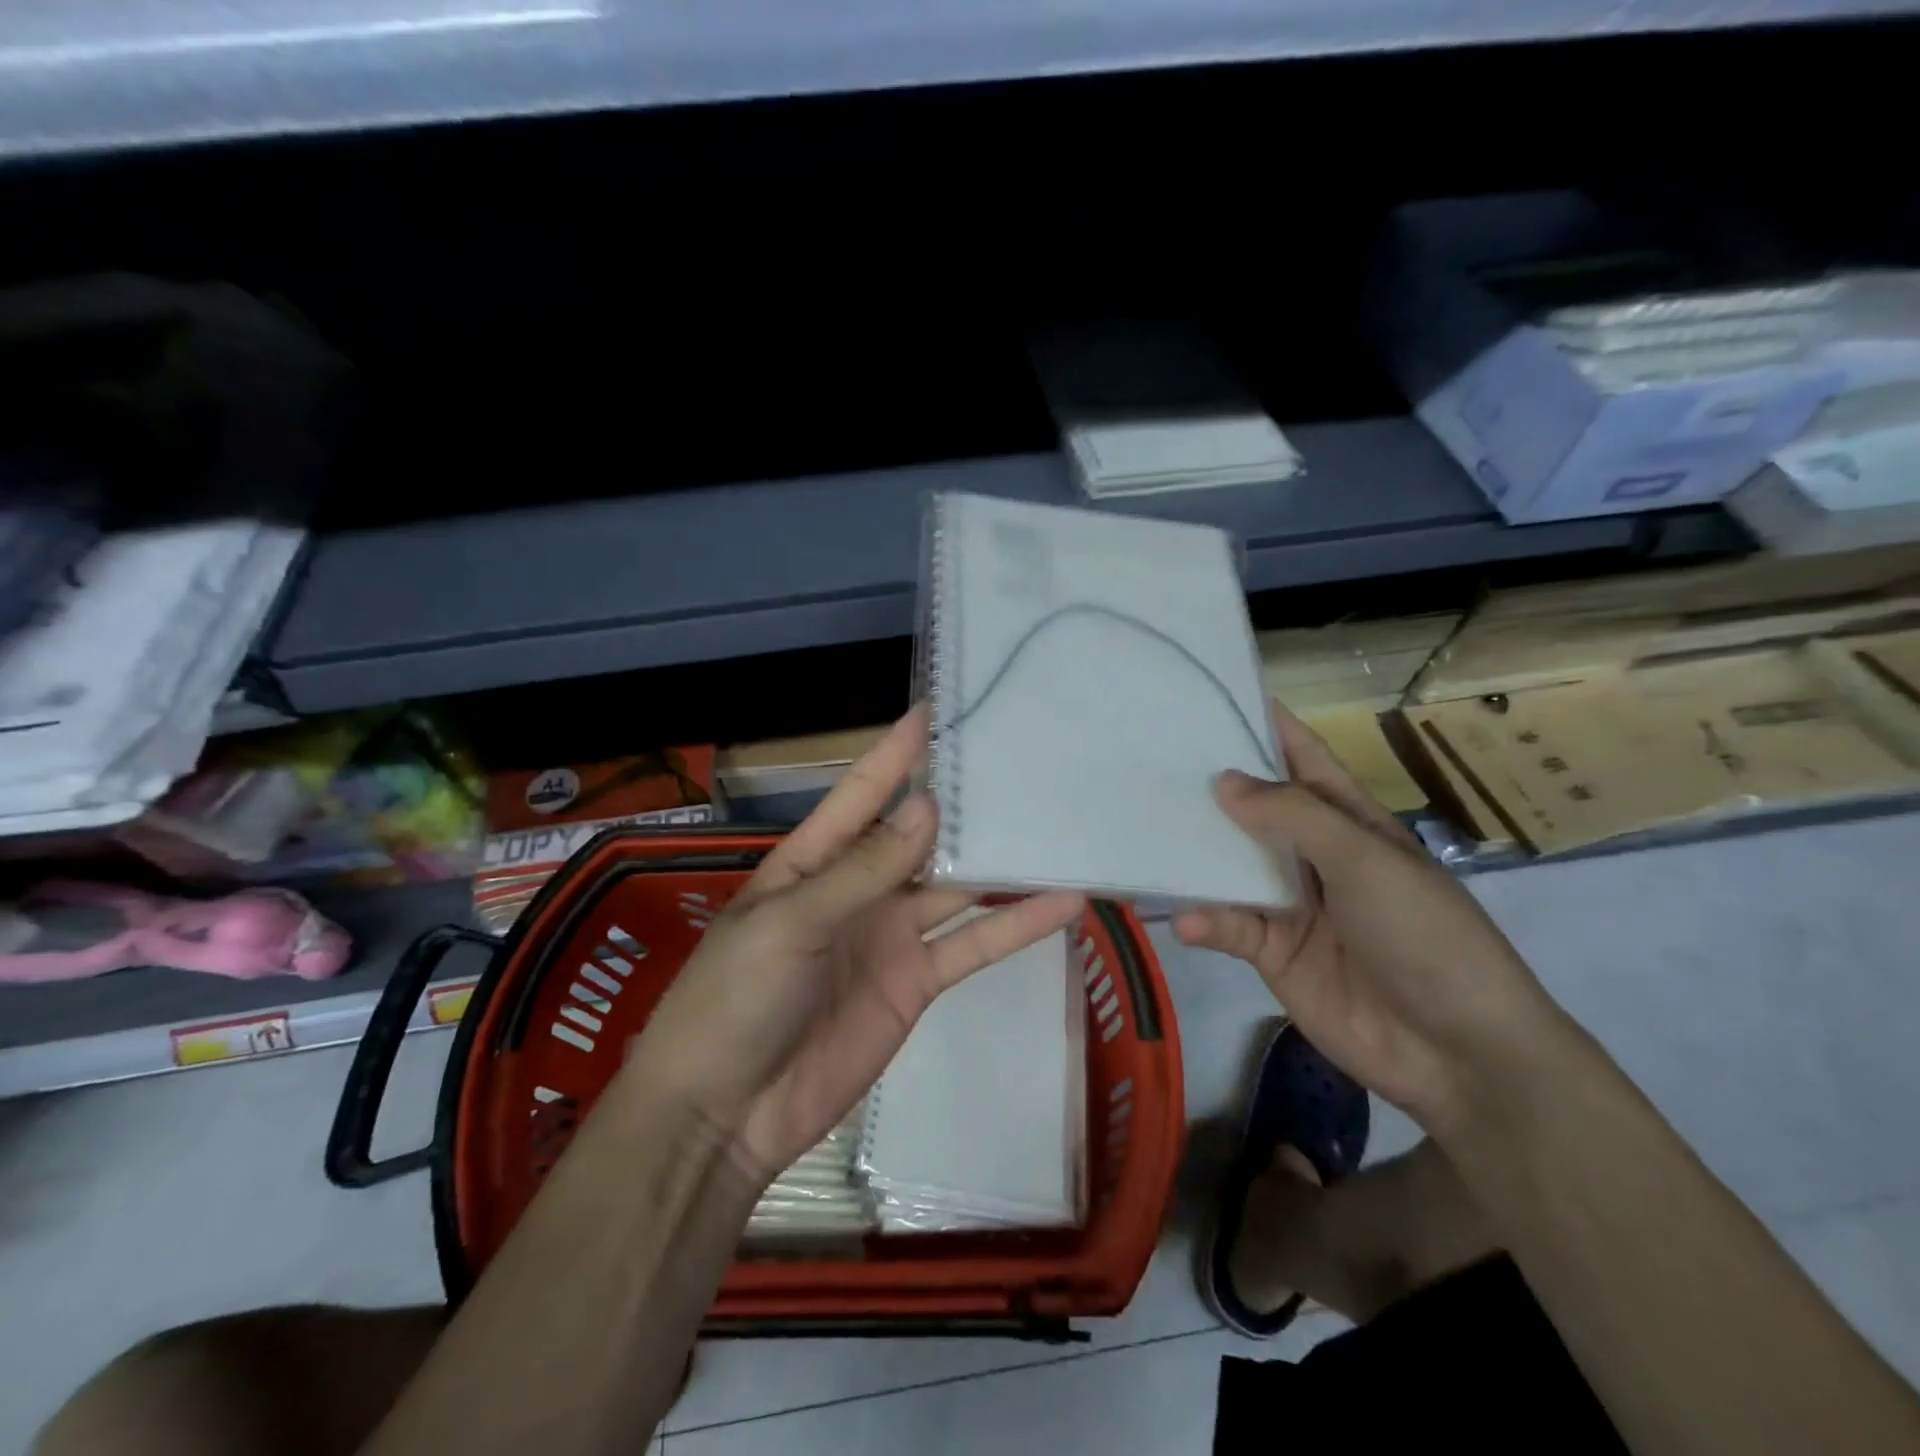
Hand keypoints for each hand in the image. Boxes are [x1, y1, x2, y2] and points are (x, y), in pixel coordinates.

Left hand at [624, 705, 1085, 1182]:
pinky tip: (1064, 902)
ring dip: (1003, 862)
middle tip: (1024, 762)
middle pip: (922, 833)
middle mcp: (860, 886)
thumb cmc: (734, 999)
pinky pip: (973, 945)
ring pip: (957, 886)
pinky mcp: (918, 981)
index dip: (900, 750)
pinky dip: (1016, 925)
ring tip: (1058, 825)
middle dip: (966, 802)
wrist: (725, 1114)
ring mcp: (892, 933)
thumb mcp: (790, 923)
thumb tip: (927, 808)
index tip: (943, 708)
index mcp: (815, 858)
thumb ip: (863, 870)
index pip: (865, 790)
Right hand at [1173, 705, 1562, 1126]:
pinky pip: (1230, 928)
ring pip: (1233, 868)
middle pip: (1256, 811)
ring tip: (1148, 831)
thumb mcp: (1365, 861)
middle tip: (1150, 761)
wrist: (1458, 1052)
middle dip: (1212, 787)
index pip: (1304, 760)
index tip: (1213, 697)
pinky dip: (1207, 923)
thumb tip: (1224, 781)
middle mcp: (1315, 856)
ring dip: (1199, 855)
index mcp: (1350, 822)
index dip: (1267, 727)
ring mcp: (1292, 906)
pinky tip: (1187, 922)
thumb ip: (1293, 817)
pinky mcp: (1272, 954)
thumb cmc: (1425, 935)